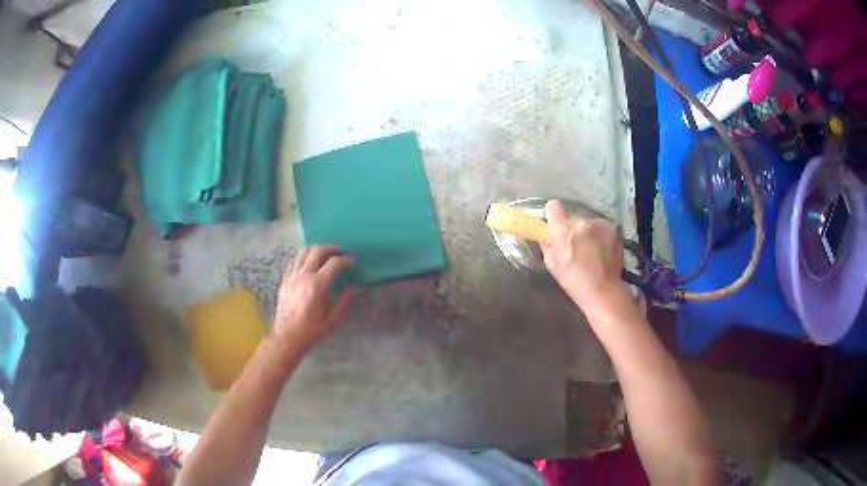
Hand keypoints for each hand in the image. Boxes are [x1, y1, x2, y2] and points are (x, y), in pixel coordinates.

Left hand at [273, 245, 354, 353]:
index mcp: (318, 285)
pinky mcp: (284, 280)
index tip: (352, 263)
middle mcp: (304, 276)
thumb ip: (345, 301)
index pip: (334, 263)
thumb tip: (354, 288)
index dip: (346, 261)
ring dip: (316, 249)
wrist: (287, 337)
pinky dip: (303, 258)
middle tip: (340, 252)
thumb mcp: (333, 319)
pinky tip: (308, 263)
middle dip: (331, 248)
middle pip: (318, 251)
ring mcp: (292, 276)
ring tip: (325, 255)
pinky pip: (293, 261)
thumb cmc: (312, 330)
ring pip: (303, 252)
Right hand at [542, 199, 624, 309]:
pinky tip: (603, 251)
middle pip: (573, 217)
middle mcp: (581, 222)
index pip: (553, 206)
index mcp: (562, 230)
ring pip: (589, 222)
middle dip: (573, 228)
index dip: (553, 214)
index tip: (556, 225)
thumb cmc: (573, 280)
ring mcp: (599, 224)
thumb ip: (547, 244)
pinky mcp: (613, 228)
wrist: (603, 290)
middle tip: (576, 245)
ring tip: (592, 251)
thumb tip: (546, 234)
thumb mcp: (551, 263)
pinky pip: (602, 227)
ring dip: (588, 232)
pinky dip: (601, 235)